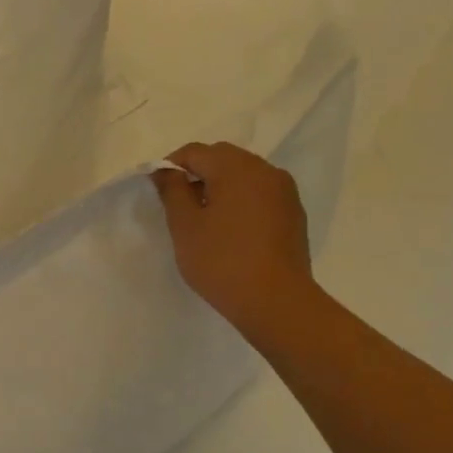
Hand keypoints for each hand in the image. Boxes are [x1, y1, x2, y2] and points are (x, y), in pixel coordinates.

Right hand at [151, 142, 315, 338]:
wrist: (275, 301)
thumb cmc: (221, 260)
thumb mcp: (184, 226)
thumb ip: (172, 191)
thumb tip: (165, 171)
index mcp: (236, 168)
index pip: (195, 151)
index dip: (171, 166)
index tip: (159, 191)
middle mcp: (265, 170)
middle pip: (223, 157)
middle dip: (198, 173)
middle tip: (180, 204)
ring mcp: (284, 191)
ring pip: (244, 175)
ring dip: (220, 186)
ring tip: (205, 219)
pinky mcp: (293, 213)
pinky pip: (260, 193)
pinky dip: (241, 200)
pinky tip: (230, 230)